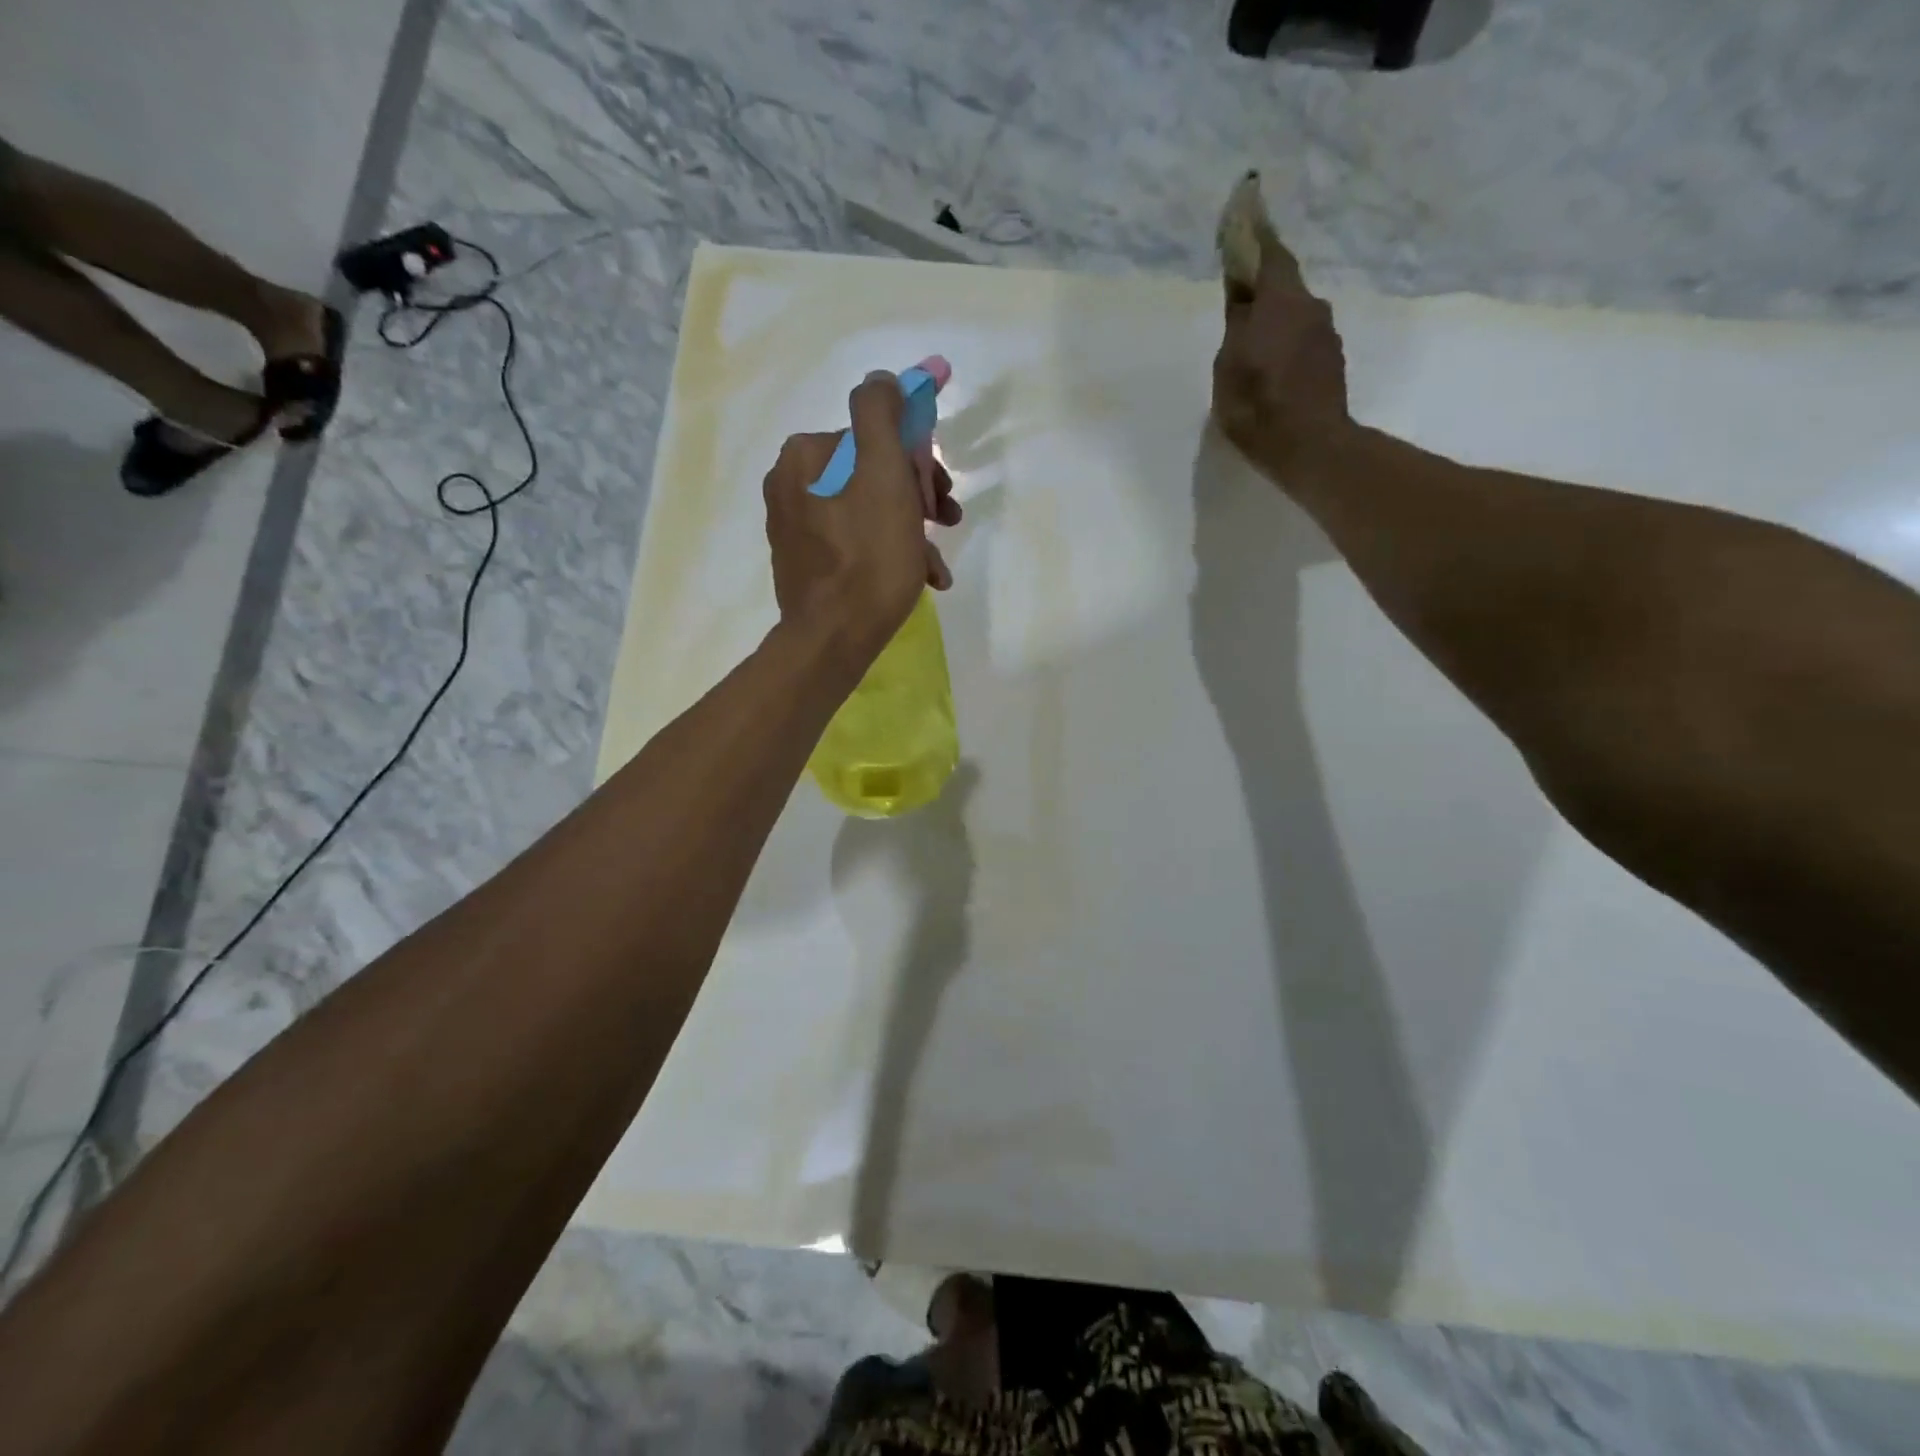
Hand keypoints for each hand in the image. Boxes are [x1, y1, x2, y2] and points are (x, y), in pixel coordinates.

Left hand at [764, 371, 960, 669]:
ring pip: (868, 510)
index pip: (875, 437)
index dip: (917, 459)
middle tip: (946, 520)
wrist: (834, 639)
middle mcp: (791, 483)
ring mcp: (796, 526)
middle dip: (916, 496)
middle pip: (872, 473)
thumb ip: (882, 415)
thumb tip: (883, 379)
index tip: (942, 491)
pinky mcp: (806, 562)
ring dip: (910, 529)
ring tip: (935, 561)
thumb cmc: (868, 557)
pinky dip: (889, 552)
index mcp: (806, 454)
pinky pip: (855, 542)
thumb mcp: (885, 475)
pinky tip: (921, 576)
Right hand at [1212, 232, 1352, 484]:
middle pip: (1283, 285)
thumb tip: (1241, 293)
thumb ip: (1236, 323)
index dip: (1255, 234)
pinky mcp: (1331, 363)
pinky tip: (1270, 367)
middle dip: (1262, 287)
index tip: (1246, 210)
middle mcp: (1311, 307)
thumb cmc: (1258, 405)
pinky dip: (1285, 343)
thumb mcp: (1230, 364)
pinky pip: (1302, 340)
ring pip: (1294, 314)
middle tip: (1239, 298)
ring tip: (1252, 344)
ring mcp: (1326, 336)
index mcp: (1282, 300)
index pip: (1269, 253)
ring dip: (1274, 320)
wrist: (1310, 446)